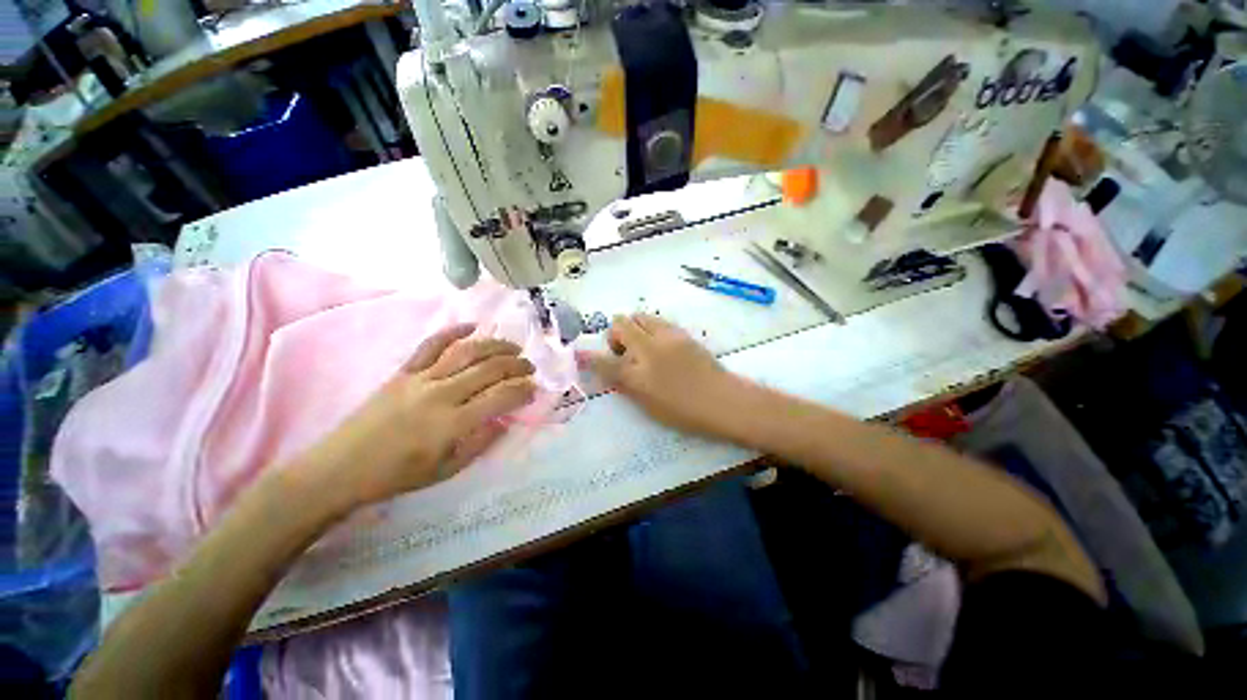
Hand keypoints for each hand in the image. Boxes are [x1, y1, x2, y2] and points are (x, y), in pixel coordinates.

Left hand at [296, 323, 536, 508]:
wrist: (340, 468)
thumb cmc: (397, 475)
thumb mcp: (447, 470)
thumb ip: (480, 443)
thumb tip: (504, 420)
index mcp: (452, 423)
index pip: (501, 397)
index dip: (523, 390)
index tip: (534, 389)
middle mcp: (441, 394)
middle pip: (489, 369)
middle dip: (516, 365)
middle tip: (529, 367)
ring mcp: (420, 378)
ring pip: (466, 351)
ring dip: (495, 345)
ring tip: (512, 348)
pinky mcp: (403, 371)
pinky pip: (431, 344)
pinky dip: (454, 332)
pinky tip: (472, 326)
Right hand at [584, 314, 753, 438]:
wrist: (723, 400)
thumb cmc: (685, 412)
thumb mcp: (649, 406)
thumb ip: (626, 385)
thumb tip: (610, 370)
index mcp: (639, 374)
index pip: (605, 361)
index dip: (590, 358)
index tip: (581, 355)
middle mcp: (649, 349)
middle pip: (620, 324)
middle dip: (615, 335)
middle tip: (624, 352)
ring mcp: (667, 336)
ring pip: (639, 316)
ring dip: (633, 327)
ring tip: (642, 346)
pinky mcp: (681, 332)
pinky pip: (657, 320)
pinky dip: (649, 328)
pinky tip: (659, 345)